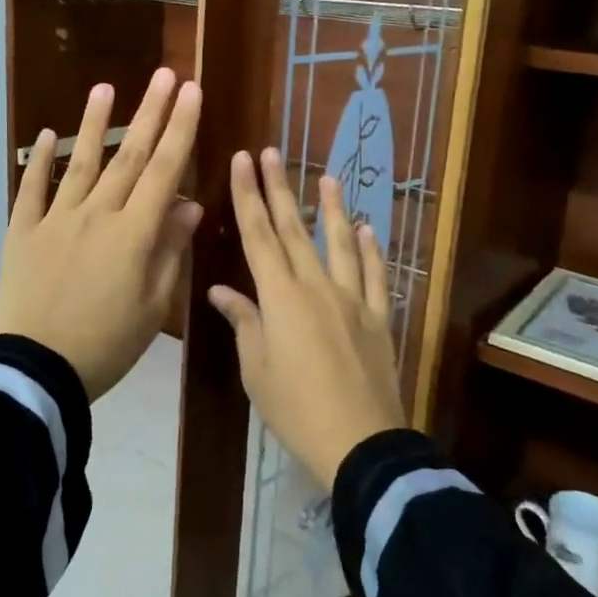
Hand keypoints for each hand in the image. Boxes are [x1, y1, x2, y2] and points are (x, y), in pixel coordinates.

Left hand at [0, 69, 202, 398]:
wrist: (37, 370)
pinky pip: (31, 190)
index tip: (192, 92)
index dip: (181, 129)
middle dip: (150, 113)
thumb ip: (170, 250)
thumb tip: (188, 203)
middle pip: (129, 156)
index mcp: (133, 233)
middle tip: (164, 75)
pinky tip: (45, 136)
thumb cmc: (107, 344)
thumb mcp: (153, 306)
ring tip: (105, 88)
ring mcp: (55, 219)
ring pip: (81, 164)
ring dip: (95, 124)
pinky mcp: (23, 232)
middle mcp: (96, 214)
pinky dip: (38, 162)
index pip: (164, 170)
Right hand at [208, 148, 405, 489]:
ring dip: (332, 208)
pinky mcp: (378, 317)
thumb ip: (243, 321)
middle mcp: (316, 286)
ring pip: (340, 242)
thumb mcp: (256, 368)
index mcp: (280, 296)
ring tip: (328, 177)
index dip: (248, 195)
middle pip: (295, 228)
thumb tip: (219, 290)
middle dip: (280, 187)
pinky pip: (375, 274)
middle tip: (271, 153)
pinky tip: (368, 229)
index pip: (259, 235)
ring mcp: (352, 299)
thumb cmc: (295, 408)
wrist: (360, 443)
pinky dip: (371, 249)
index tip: (242, 161)